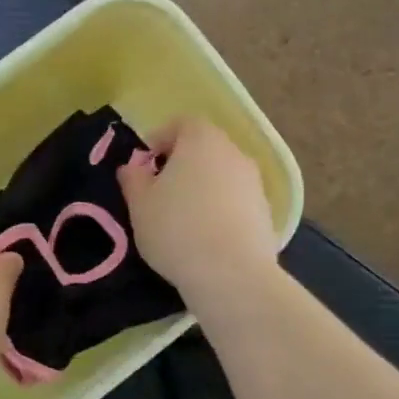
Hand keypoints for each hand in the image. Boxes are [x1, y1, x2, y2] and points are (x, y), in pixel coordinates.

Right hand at [118, 117, 279, 309]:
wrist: (232, 274)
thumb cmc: (177, 229)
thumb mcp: (139, 204)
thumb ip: (132, 178)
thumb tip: (132, 167)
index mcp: (201, 140)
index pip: (181, 123)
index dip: (160, 140)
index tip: (144, 167)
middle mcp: (233, 152)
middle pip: (204, 148)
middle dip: (181, 164)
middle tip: (160, 192)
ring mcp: (254, 182)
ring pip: (221, 175)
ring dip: (203, 188)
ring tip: (183, 219)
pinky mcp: (266, 212)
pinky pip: (236, 201)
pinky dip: (220, 209)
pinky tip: (206, 237)